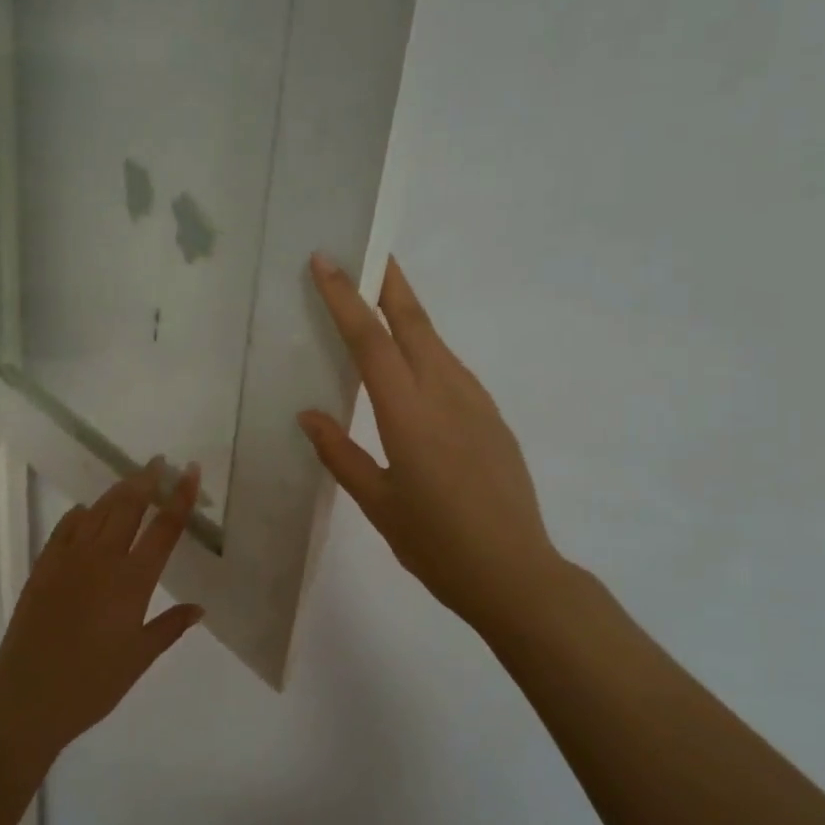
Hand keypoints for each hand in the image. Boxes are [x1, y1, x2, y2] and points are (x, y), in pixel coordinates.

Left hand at [0, 461, 204, 757]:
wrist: (28, 697)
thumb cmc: (93, 684)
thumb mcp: (139, 658)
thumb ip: (170, 627)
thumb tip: (198, 608)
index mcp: (132, 582)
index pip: (163, 529)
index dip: (179, 497)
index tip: (190, 471)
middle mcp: (102, 560)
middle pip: (128, 507)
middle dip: (146, 480)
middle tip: (159, 462)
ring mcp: (69, 560)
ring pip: (97, 512)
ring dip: (117, 492)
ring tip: (131, 480)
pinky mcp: (43, 568)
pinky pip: (64, 529)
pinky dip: (80, 515)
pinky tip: (86, 511)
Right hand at [300, 255, 564, 644]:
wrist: (515, 573)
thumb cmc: (437, 545)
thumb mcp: (378, 504)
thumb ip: (341, 454)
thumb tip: (308, 415)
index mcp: (409, 414)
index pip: (371, 340)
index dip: (345, 298)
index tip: (327, 261)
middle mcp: (445, 394)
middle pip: (413, 322)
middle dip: (388, 282)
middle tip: (366, 250)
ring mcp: (476, 403)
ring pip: (437, 342)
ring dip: (409, 313)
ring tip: (382, 298)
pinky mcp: (493, 418)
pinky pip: (453, 369)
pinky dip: (427, 349)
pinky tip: (415, 362)